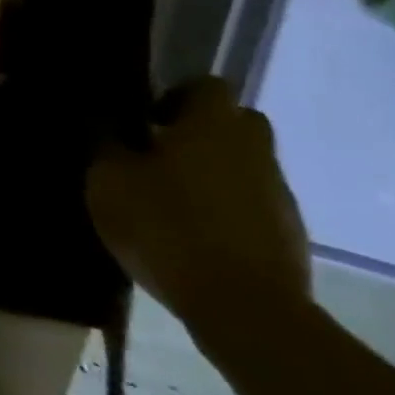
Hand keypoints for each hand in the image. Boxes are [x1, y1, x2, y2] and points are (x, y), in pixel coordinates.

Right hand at [87, 77, 310, 338]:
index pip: (207, 86)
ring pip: (243, 167)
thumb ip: (106, 144)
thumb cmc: (167, 227)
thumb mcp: (109, 181)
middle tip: (157, 155)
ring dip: (212, 175)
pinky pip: (252, 207)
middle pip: (234, 124)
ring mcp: (279, 195)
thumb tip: (105, 120)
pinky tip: (193, 238)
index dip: (176, 96)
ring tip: (169, 203)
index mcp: (213, 126)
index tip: (145, 121)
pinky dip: (226, 213)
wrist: (243, 308)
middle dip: (199, 133)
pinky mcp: (289, 236)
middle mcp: (254, 150)